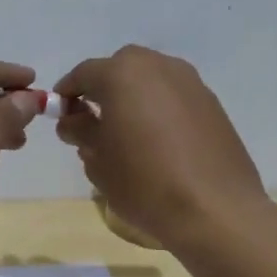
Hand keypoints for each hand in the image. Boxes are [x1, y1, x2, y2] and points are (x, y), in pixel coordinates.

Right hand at [54, 45, 270, 248]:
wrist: (215, 209)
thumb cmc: (144, 182)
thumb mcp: (98, 161)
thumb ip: (81, 132)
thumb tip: (74, 120)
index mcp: (122, 74)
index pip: (83, 74)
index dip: (67, 94)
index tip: (60, 115)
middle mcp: (157, 66)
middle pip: (119, 69)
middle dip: (103, 91)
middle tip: (93, 123)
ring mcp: (190, 82)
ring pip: (150, 81)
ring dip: (133, 98)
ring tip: (127, 135)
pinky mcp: (212, 103)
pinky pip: (174, 97)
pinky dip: (159, 110)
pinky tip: (158, 143)